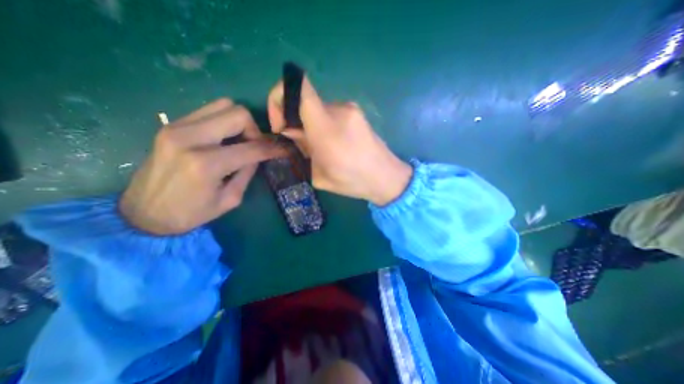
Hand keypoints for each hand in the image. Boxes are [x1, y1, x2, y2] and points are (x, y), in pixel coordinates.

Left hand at [120, 97, 286, 232]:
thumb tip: (258, 155)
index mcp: (206, 164)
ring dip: (239, 122)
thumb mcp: (230, 199)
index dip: (273, 148)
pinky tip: (224, 139)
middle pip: (237, 113)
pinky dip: (224, 121)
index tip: (285, 149)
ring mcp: (176, 127)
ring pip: (222, 105)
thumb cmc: (191, 213)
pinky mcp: (170, 125)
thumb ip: (247, 172)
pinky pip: (208, 111)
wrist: (142, 214)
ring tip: (240, 141)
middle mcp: (190, 138)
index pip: (252, 147)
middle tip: (255, 146)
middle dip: (255, 129)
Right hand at [267, 76, 410, 204]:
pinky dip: (326, 125)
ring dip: (313, 125)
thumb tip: (295, 132)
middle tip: (305, 146)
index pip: (297, 88)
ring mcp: (351, 109)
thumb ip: (303, 149)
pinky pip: (332, 113)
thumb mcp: (319, 175)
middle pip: (305, 102)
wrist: (386, 177)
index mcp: (326, 128)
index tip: (282, 124)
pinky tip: (336, 143)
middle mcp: (339, 110)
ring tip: (323, 148)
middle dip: (297, 122)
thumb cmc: (352, 181)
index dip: (279, 96)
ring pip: (319, 110)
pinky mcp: (358, 112)